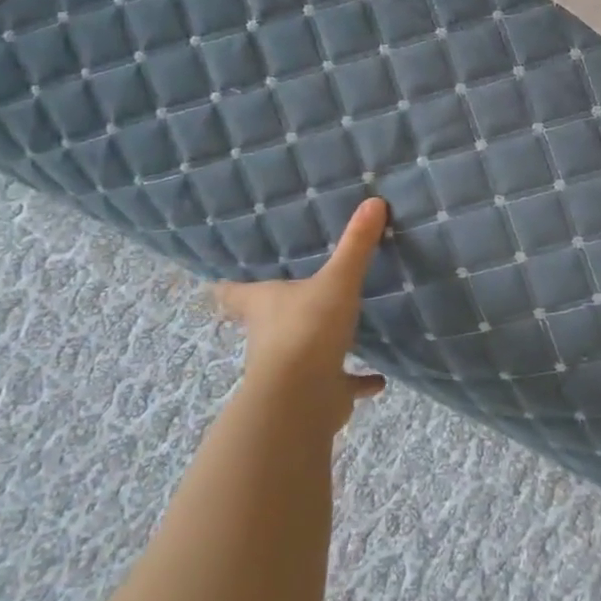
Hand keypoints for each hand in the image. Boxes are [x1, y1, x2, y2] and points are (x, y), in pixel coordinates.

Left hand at [213, 196, 387, 430]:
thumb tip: (374, 201)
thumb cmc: (307, 330)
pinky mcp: (318, 392)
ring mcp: (291, 368)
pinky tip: (378, 380)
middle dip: (279, 311)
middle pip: (266, 320)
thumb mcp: (337, 281)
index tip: (222, 280)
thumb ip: (355, 245)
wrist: (301, 399)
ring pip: (302, 352)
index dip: (229, 285)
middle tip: (296, 293)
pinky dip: (357, 381)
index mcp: (264, 304)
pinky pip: (341, 382)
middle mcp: (270, 335)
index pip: (234, 292)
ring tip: (342, 330)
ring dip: (319, 345)